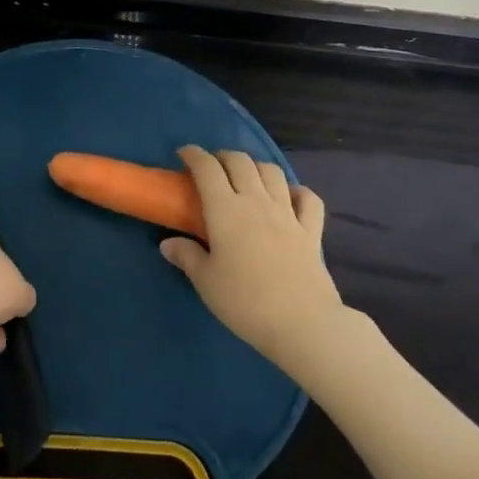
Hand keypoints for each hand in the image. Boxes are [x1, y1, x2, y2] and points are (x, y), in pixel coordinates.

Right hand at [160, 147, 343, 366]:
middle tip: (212, 167)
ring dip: (256, 166)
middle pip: (240, 161)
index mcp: (225, 209)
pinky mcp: (311, 230)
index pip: (207, 168)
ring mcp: (287, 213)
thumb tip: (167, 244)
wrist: (303, 324)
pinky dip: (297, 191)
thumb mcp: (206, 282)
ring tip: (246, 177)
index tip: (184, 154)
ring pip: (272, 171)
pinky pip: (308, 198)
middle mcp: (256, 201)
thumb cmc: (246, 301)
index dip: (194, 154)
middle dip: (223, 156)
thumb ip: (186, 256)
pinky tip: (289, 197)